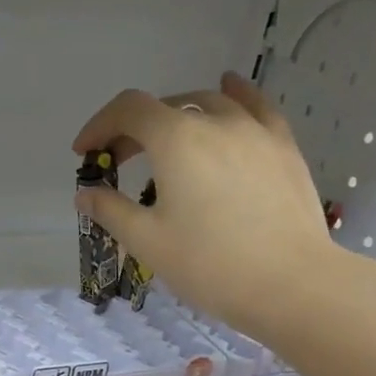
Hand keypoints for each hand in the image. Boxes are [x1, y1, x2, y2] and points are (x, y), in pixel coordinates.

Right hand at [73, 71, 339, 344]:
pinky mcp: (284, 147)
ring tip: (167, 142)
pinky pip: (255, 107)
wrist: (291, 284)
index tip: (85, 154)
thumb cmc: (210, 265)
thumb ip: (110, 210)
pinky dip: (234, 96)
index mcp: (176, 140)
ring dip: (177, 117)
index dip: (99, 126)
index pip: (128, 110)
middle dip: (133, 129)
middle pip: (165, 107)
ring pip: (208, 104)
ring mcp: (255, 130)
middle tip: (120, 163)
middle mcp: (216, 121)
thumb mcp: (148, 242)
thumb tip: (85, 194)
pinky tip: (229, 90)